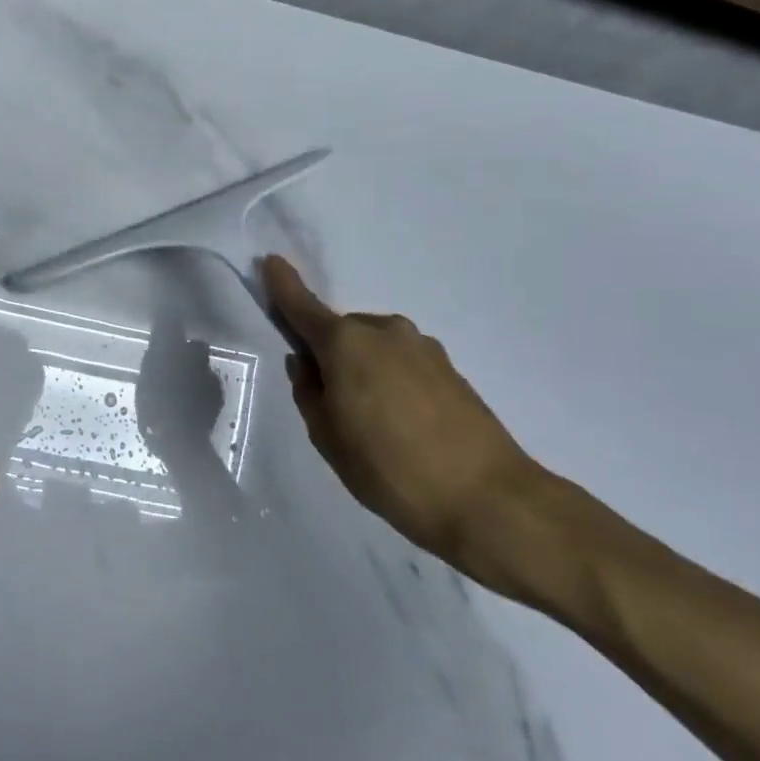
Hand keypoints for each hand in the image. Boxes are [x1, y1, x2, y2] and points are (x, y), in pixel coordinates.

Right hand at [263, 255, 552, 590]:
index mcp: (345, 343)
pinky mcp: (449, 367)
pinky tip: (404, 425)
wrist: (488, 499)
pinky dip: (391, 381)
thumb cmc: (389, 469)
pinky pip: (402, 363)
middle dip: (329, 355)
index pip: (302, 306)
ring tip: (374, 425)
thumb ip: (309, 392)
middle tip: (333, 406)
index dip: (283, 285)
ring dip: (363, 370)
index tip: (271, 261)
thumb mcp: (327, 437)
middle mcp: (384, 331)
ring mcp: (422, 346)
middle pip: (341, 332)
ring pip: (373, 348)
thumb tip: (307, 364)